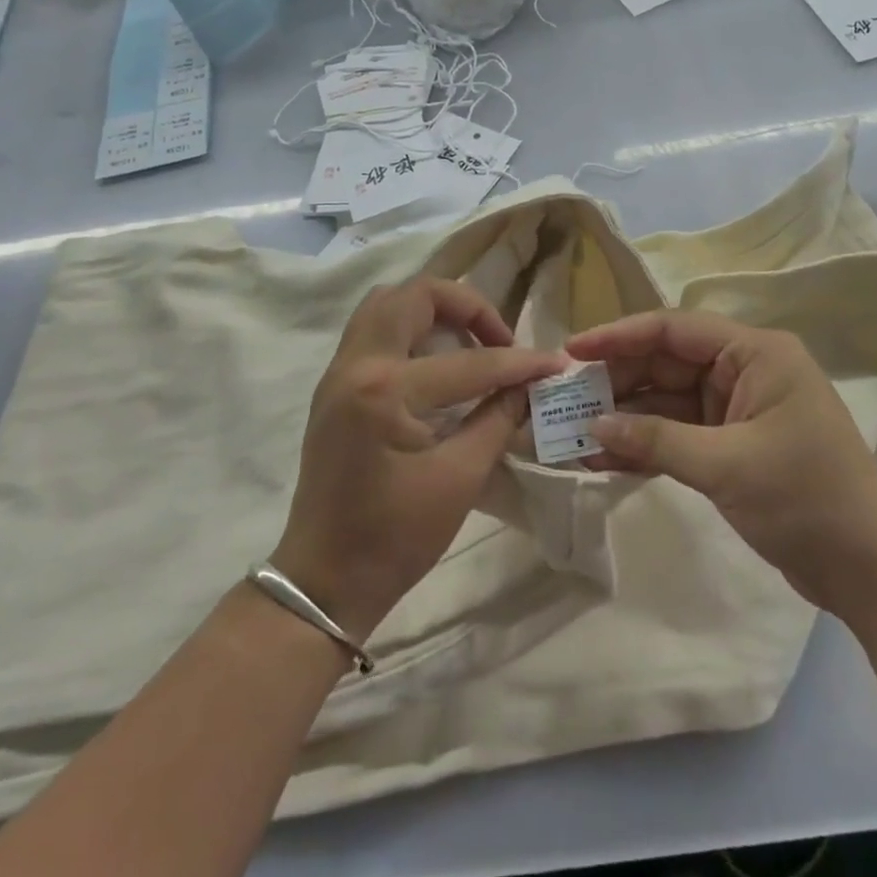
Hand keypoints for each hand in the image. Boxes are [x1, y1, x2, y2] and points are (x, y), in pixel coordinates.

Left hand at [270, 279, 563, 641]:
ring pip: (387, 304)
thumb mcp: (460, 478)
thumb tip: (530, 386)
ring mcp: (338, 373)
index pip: (468, 361)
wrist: (323, 581)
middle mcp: (356, 365)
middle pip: (414, 295)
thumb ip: (498, 419)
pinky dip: (410, 329)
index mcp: (385, 390)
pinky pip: (373, 330)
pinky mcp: (334, 387)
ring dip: (433, 311)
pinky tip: (438, 363)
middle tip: (498, 339)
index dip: (519, 363)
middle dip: (466, 306)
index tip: (553, 364)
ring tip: (469, 344)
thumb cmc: (394, 538)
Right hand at [566, 311, 876, 609]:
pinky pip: (677, 434)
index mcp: (755, 353)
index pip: (674, 329)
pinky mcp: (730, 445)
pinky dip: (645, 446)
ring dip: (624, 419)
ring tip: (571, 433)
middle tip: (563, 399)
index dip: (619, 336)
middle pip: (665, 363)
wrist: (868, 569)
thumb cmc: (806, 498)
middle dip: (616, 382)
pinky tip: (602, 459)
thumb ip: (656, 440)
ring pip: (666, 401)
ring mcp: (736, 409)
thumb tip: (593, 426)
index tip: (572, 350)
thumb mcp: (727, 465)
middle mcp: (744, 371)